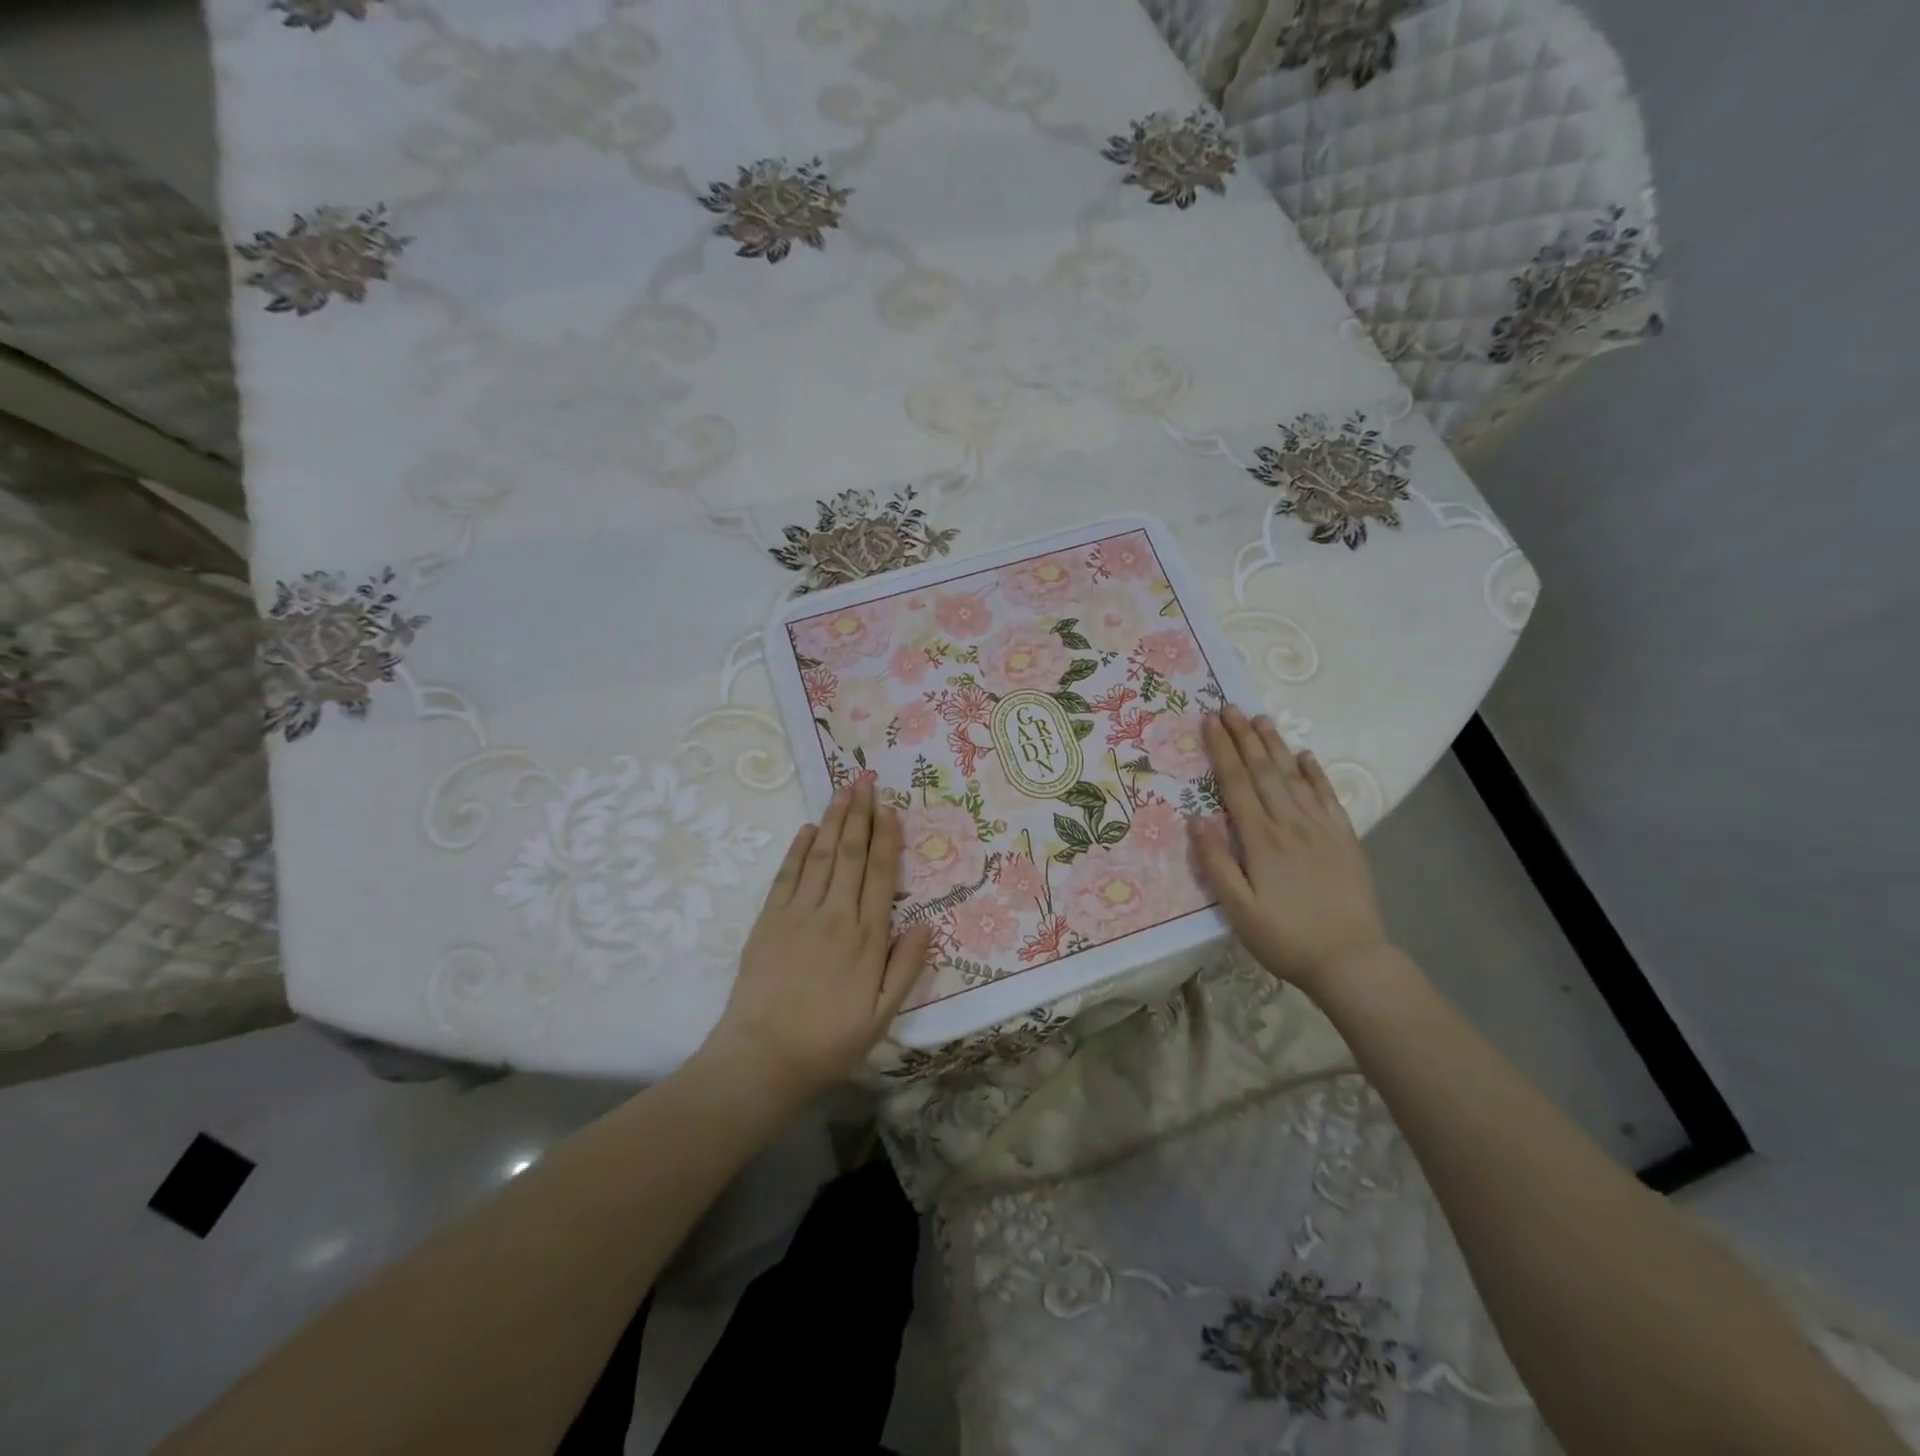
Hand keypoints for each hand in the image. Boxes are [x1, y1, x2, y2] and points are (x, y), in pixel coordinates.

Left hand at [704, 776, 933, 1104]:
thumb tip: (929, 924)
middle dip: (860, 814)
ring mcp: (799, 913)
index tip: (890, 808)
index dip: (887, 838)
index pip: (881, 874)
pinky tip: (809, 829)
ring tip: (843, 790)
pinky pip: (788, 874)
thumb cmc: (829, 1040)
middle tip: (866, 780)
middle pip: (852, 853)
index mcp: (867, 936)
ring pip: (822, 855)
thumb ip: (907, 967)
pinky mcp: (770, 919)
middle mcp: (836, 914)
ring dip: (834, 820)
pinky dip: (799, 848)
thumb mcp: (883, 1014)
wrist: (763, 1056)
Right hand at [1188, 706, 1391, 996]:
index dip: (1223, 751)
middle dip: (1245, 737)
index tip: (1210, 722)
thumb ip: (1216, 864)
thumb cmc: (1285, 938)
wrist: (1351, 961)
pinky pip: (1328, 797)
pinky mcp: (1344, 840)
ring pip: (1294, 777)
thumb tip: (1197, 820)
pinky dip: (1315, 774)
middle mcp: (1291, 824)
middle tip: (1230, 707)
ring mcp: (1321, 829)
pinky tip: (1305, 757)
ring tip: (1261, 720)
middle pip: (1264, 771)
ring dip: (1276, 746)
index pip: (1237, 784)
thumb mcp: (1239, 911)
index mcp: (1261, 840)